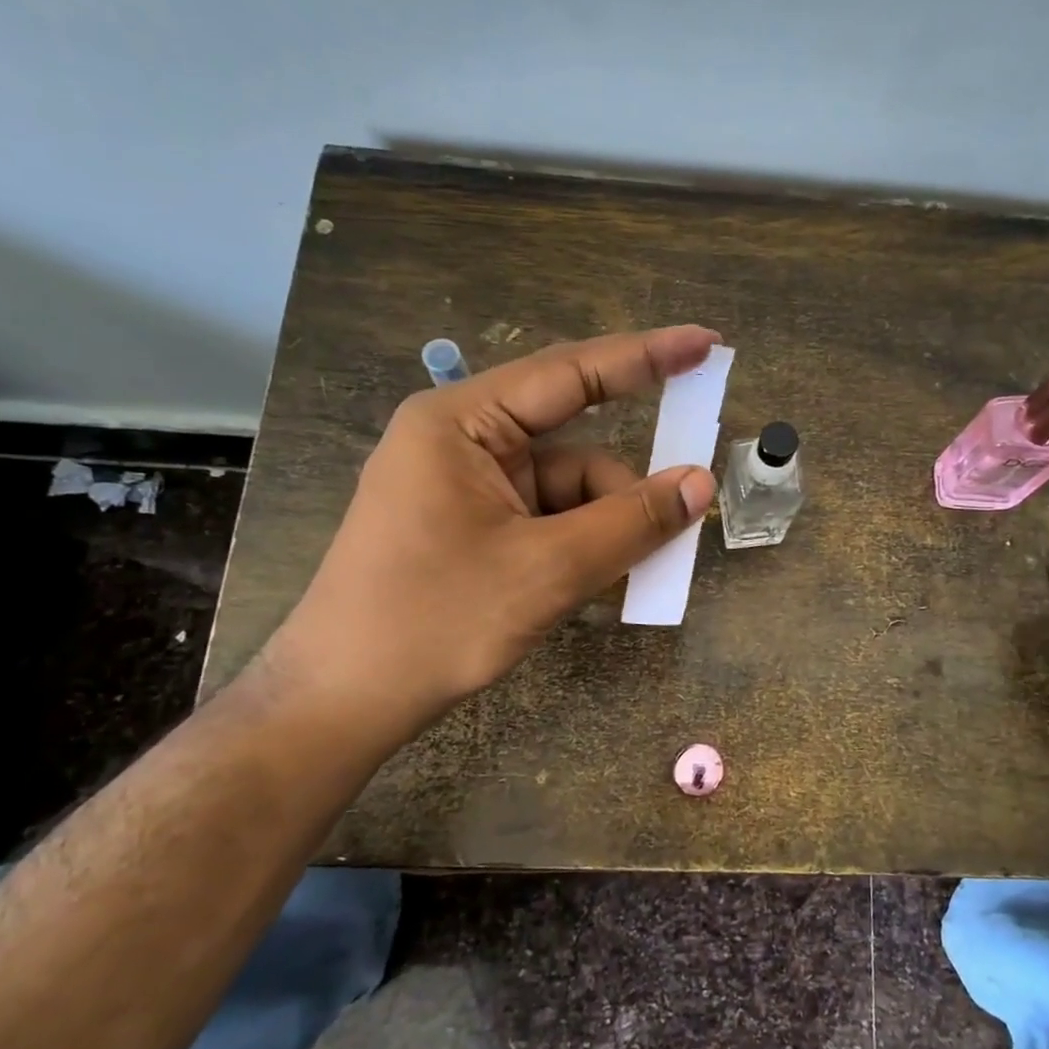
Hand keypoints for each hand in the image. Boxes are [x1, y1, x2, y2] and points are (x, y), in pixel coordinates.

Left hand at [255, 325, 720, 761]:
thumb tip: (701, 484)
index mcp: (461, 423)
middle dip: (625, 487)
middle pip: (572, 446)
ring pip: (566, 492)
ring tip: (635, 576)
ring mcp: (465, 488)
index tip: (706, 345)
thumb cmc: (434, 622)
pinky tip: (597, 585)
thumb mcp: (547, 570)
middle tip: (687, 502)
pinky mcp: (471, 527)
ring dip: (606, 528)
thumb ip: (631, 522)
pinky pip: (547, 521)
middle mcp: (462, 442)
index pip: (570, 373)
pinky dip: (581, 547)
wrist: (342, 704)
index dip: (646, 357)